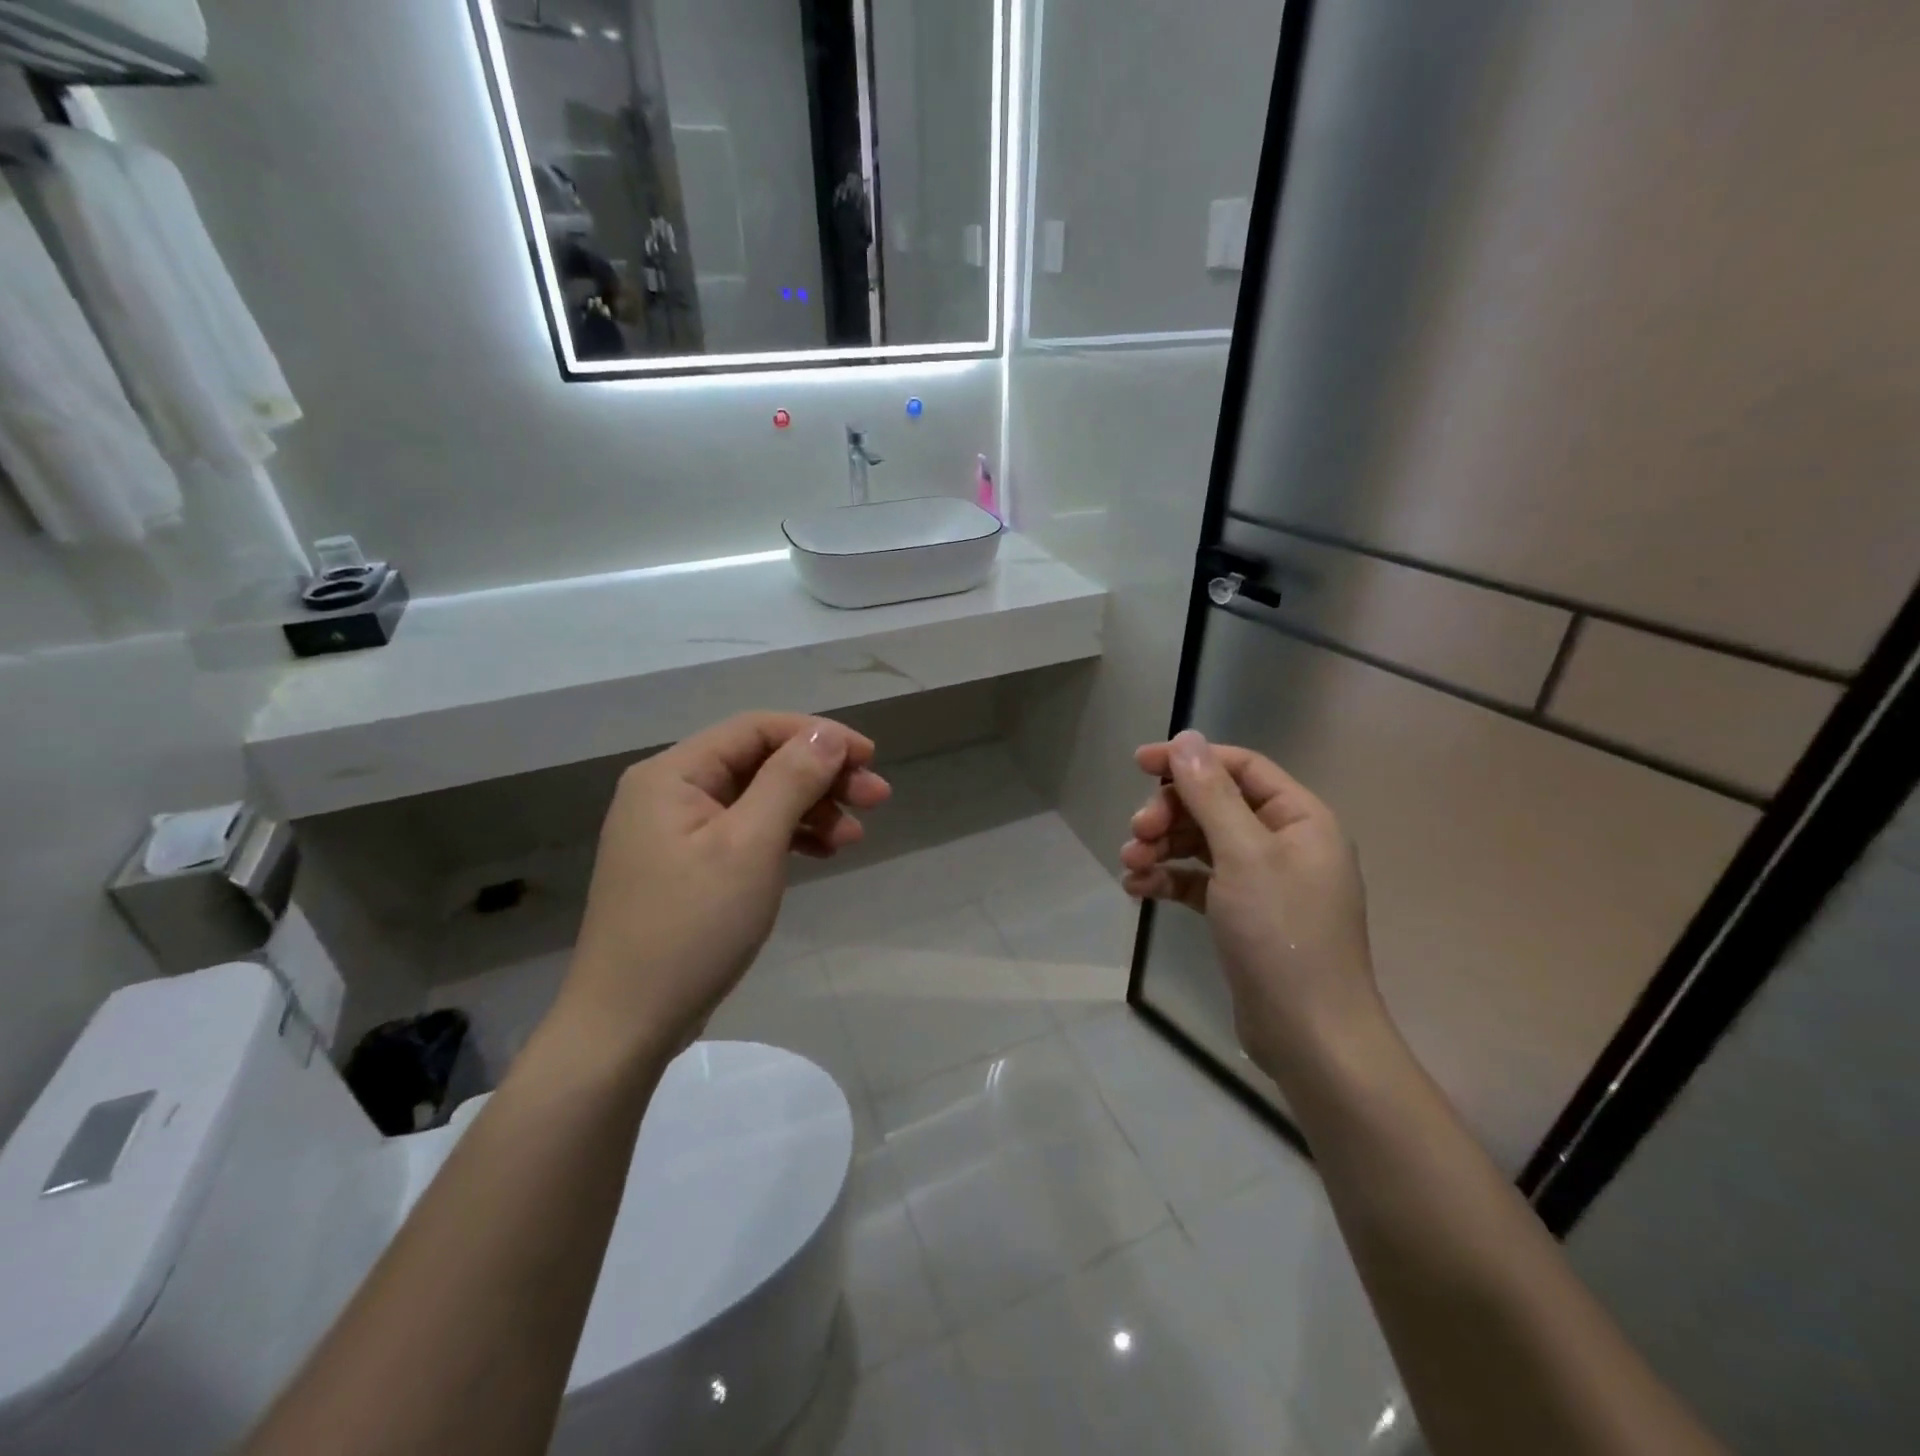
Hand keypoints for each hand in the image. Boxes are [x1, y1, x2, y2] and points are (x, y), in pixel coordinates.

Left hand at [558, 712, 891, 1062]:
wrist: (627, 1024)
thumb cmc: (692, 927)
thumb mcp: (750, 846)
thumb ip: (790, 780)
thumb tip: (826, 734)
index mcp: (673, 774)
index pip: (757, 729)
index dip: (818, 736)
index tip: (870, 758)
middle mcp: (671, 792)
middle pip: (760, 762)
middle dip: (821, 775)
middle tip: (877, 798)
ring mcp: (678, 832)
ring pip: (758, 799)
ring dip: (810, 809)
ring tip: (855, 834)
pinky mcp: (689, 867)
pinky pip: (747, 833)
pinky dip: (787, 837)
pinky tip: (823, 852)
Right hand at [1121, 730, 1382, 1081]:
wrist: (1308, 1034)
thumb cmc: (1281, 933)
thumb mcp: (1243, 855)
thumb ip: (1211, 794)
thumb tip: (1187, 739)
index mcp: (1299, 818)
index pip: (1240, 768)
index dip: (1190, 760)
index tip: (1140, 763)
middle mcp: (1284, 842)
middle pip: (1215, 806)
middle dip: (1170, 814)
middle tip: (1136, 833)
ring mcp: (1262, 881)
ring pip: (1201, 844)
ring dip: (1162, 848)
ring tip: (1129, 866)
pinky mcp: (1241, 914)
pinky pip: (1198, 881)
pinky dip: (1168, 880)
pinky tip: (1137, 890)